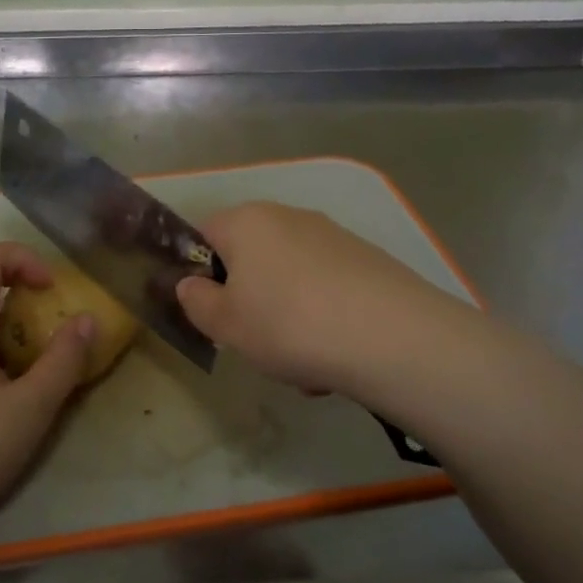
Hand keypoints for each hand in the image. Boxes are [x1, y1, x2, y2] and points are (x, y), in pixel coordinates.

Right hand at [176, 202, 451, 397]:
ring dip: (288, 318)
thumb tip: (190, 285)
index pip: (204, 234)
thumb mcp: (225, 324)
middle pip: (252, 259)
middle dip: (250, 301)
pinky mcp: (368, 259)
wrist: (392, 337)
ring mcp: (333, 236)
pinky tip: (337, 356)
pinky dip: (324, 318)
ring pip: (291, 280)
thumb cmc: (288, 324)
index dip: (199, 273)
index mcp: (246, 222)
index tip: (210, 312)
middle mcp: (288, 217)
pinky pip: (328, 290)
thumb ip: (196, 301)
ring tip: (304, 366)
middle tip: (256, 342)